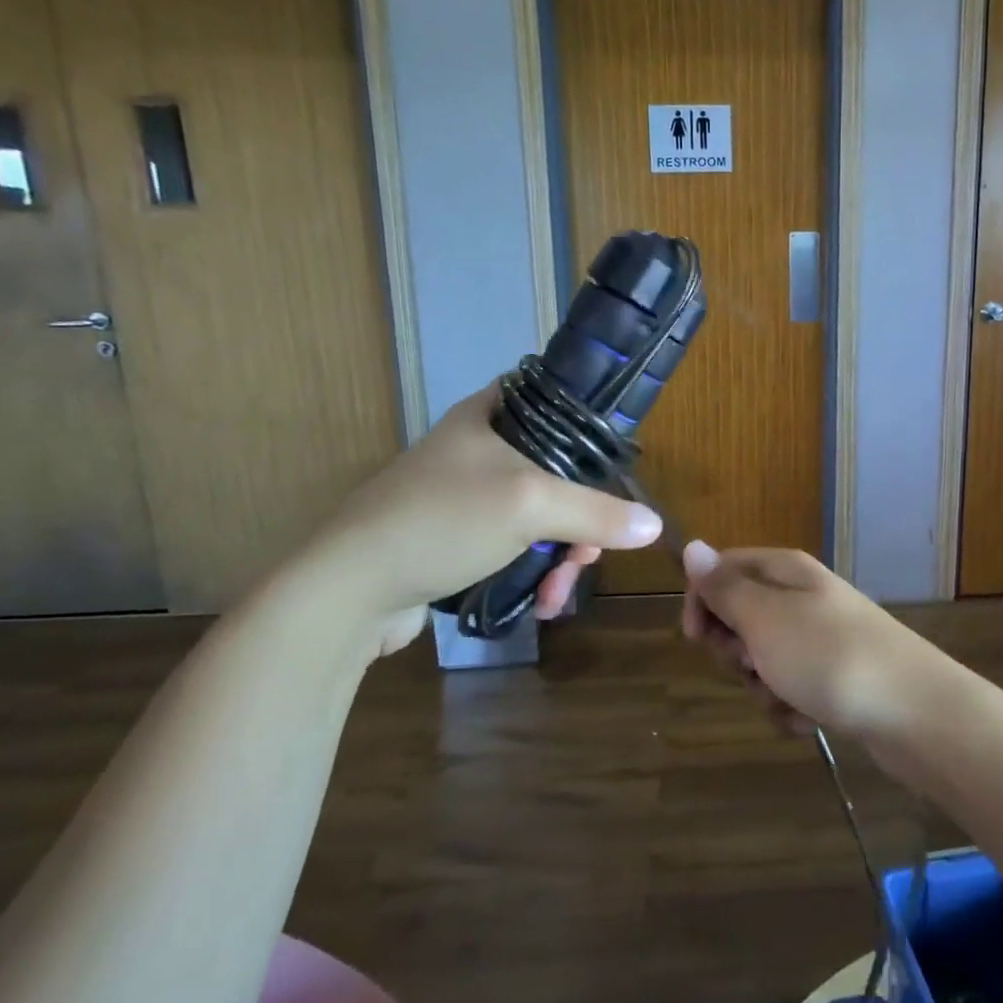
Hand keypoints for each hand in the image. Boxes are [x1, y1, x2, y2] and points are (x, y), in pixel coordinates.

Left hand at [299, 384, 662, 654]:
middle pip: (556, 470)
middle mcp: (477, 449)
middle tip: (587, 553)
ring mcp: (464, 497)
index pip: (552, 398)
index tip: (614, 463)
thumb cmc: (442, 521)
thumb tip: (655, 525)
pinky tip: (540, 603)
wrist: (347, 591)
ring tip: (559, 592)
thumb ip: (597, 513)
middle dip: (581, 518)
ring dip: (560, 554)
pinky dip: (533, 571)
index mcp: (488, 416)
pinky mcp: (455, 540)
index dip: (589, 424)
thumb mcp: (530, 507)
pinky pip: (513, 547)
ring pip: (538, 516)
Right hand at [679, 543, 942, 737]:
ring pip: (764, 660)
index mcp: (785, 571)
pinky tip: (809, 719)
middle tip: (755, 664)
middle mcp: (803, 597)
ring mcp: (822, 638)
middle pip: (741, 617)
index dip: (702, 601)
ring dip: (764, 687)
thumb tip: (693, 545)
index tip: (697, 639)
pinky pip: (792, 688)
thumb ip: (724, 587)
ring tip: (789, 698)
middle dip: (736, 651)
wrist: (914, 712)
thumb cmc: (829, 657)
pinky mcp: (836, 676)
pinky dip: (792, 707)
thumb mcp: (764, 619)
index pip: (723, 568)